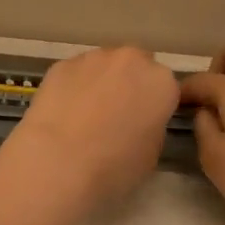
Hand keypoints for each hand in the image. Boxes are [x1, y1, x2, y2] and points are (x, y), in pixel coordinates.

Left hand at [1, 46, 179, 206]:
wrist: (58, 162)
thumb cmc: (114, 166)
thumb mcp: (151, 155)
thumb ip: (152, 126)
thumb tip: (140, 121)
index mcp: (161, 82)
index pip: (166, 88)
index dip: (154, 106)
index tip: (143, 124)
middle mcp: (131, 60)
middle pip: (136, 67)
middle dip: (130, 85)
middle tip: (116, 116)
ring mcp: (94, 58)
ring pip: (104, 66)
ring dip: (101, 83)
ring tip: (85, 115)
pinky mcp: (61, 64)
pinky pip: (75, 73)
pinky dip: (73, 86)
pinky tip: (63, 112)